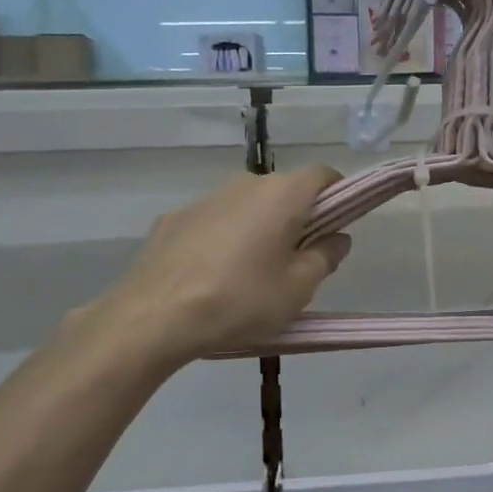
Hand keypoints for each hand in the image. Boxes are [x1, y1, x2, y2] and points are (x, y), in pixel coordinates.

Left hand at [80, 166, 351, 367]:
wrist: (154, 316)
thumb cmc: (241, 299)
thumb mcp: (298, 288)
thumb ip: (325, 257)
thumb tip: (337, 238)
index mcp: (283, 194)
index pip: (323, 175)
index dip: (338, 197)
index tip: (336, 227)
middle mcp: (245, 184)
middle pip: (284, 191)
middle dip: (297, 218)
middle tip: (297, 262)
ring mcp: (206, 198)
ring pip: (247, 206)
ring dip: (258, 229)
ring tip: (250, 275)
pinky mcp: (174, 217)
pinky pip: (214, 221)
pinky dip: (223, 239)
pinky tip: (212, 277)